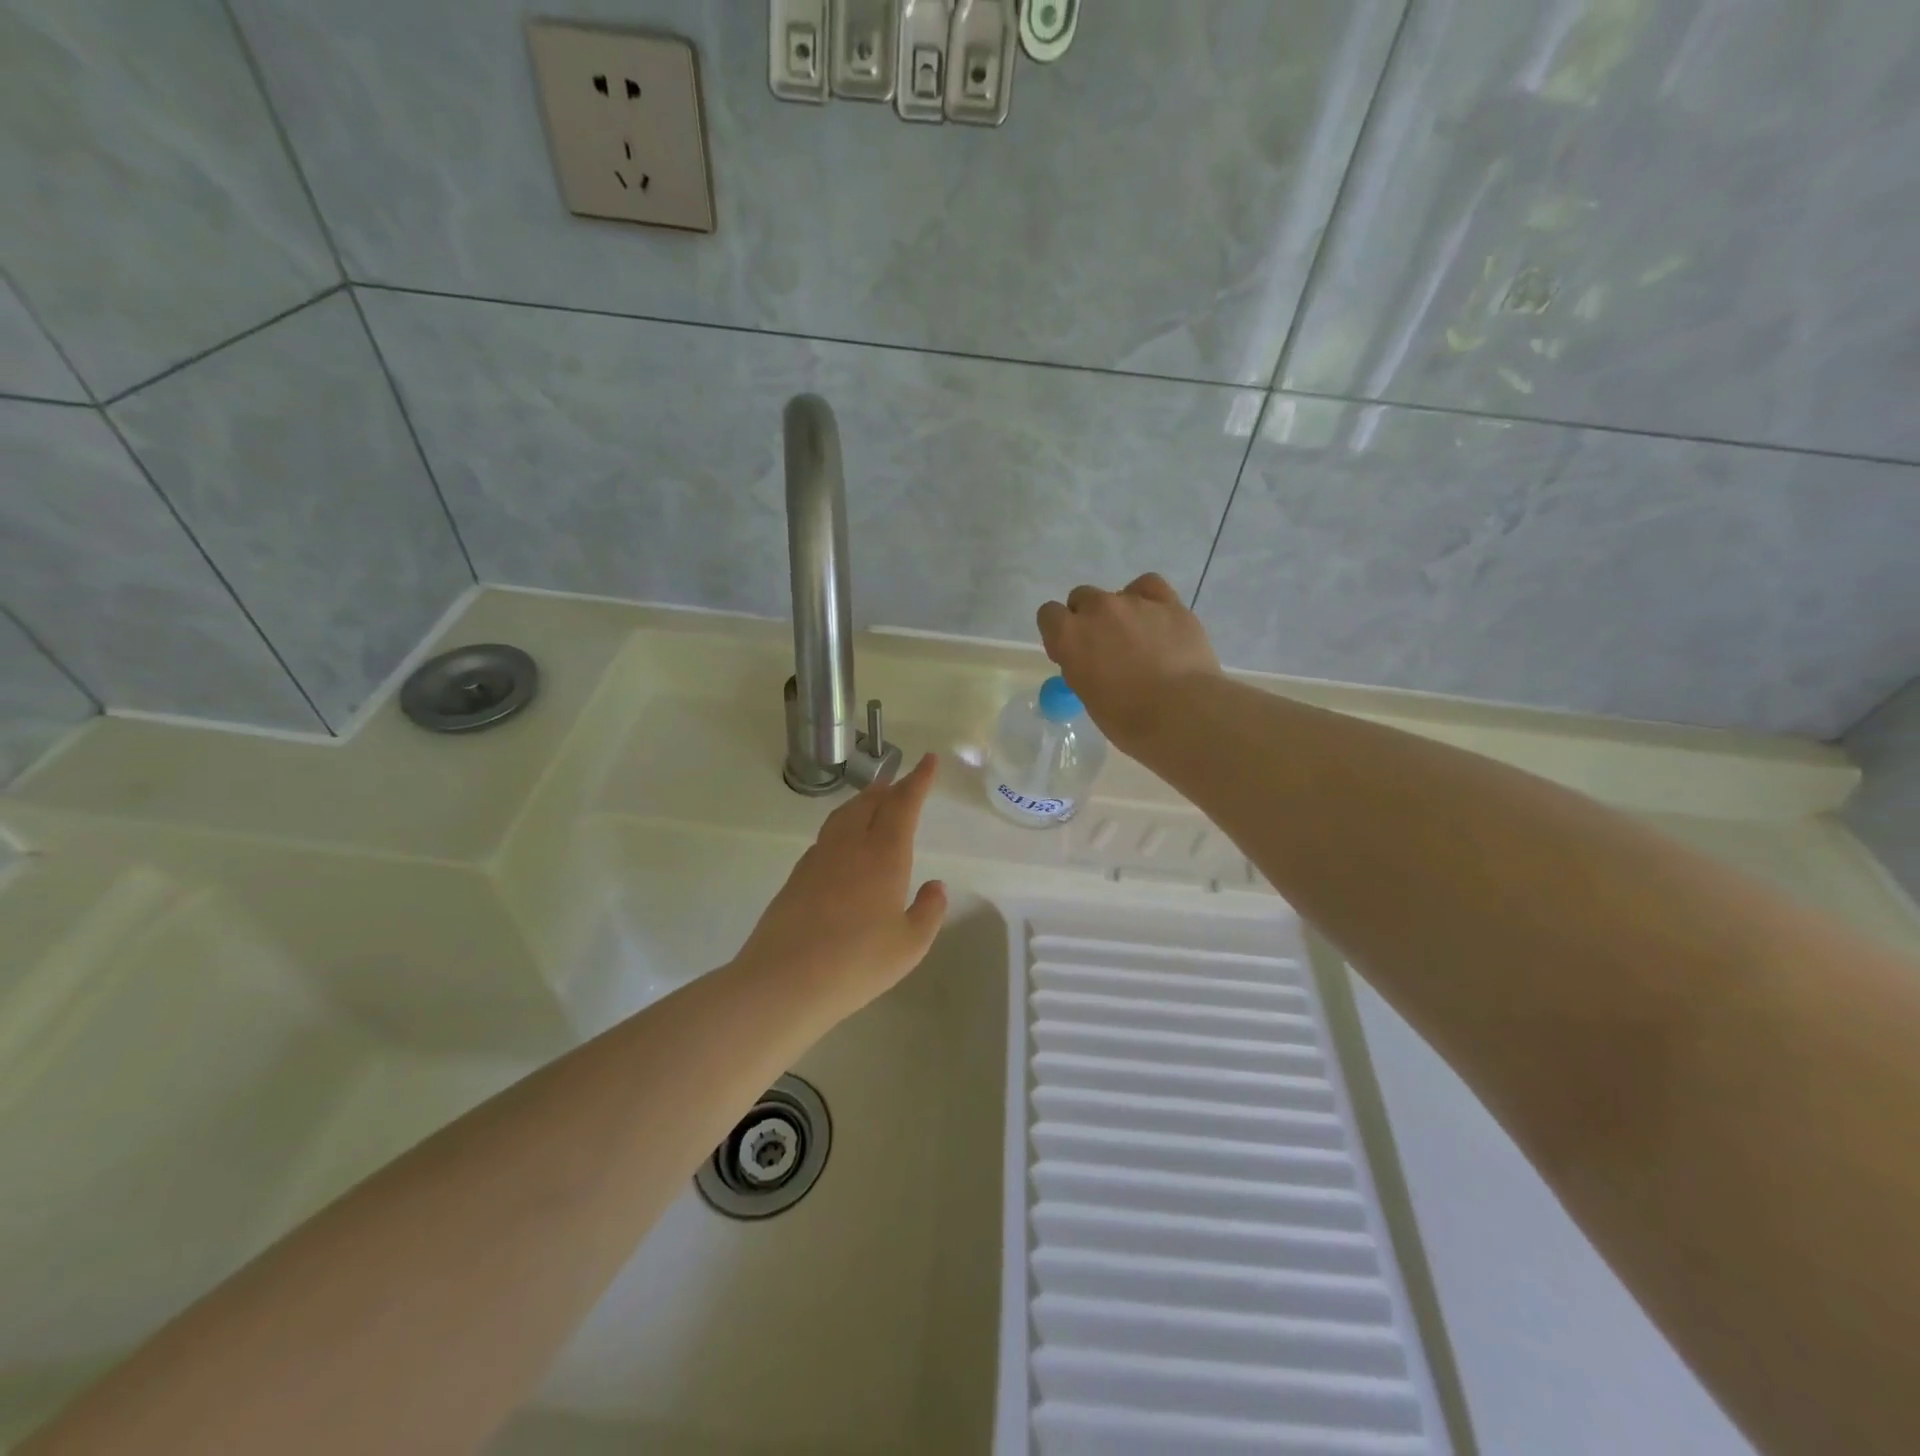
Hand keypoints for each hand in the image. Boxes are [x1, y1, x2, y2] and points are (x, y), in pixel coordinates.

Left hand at [733, 753, 947, 1020]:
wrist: (783, 981)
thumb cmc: (856, 963)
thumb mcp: (909, 945)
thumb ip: (928, 911)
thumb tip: (935, 886)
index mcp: (884, 856)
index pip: (903, 805)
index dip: (918, 780)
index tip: (928, 760)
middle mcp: (850, 847)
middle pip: (870, 803)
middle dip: (889, 788)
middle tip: (901, 781)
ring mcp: (818, 859)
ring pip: (843, 816)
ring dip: (862, 802)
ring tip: (873, 801)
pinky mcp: (797, 877)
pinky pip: (826, 837)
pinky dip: (842, 826)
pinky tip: (843, 844)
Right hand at [1036, 573, 1222, 751]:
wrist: (1182, 714)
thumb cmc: (1128, 719)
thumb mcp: (1088, 696)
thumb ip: (1082, 668)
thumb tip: (1090, 660)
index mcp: (1069, 636)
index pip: (1049, 615)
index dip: (1059, 632)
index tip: (1072, 653)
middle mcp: (1097, 610)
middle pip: (1082, 598)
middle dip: (1089, 618)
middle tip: (1107, 648)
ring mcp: (1134, 602)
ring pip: (1116, 594)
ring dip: (1121, 613)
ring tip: (1140, 640)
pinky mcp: (1169, 603)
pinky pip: (1149, 586)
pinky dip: (1147, 598)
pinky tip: (1155, 618)